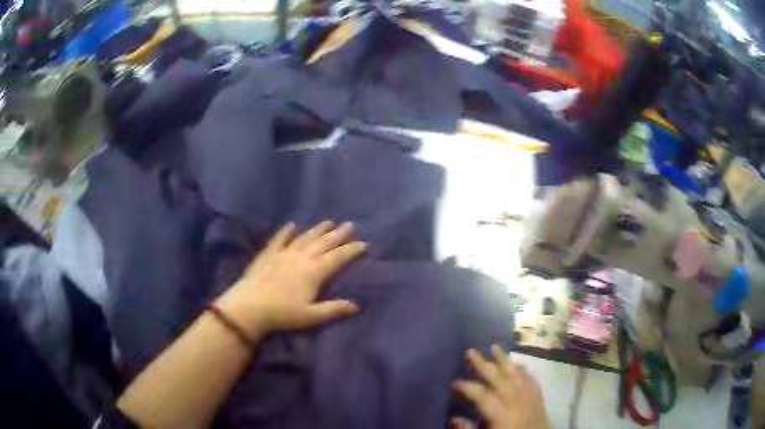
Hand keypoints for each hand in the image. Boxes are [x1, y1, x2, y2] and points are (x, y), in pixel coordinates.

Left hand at [217, 221, 366, 336]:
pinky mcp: (268, 254)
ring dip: (317, 229)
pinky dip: (286, 231)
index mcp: (314, 272)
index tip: (364, 243)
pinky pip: (279, 239)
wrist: (250, 307)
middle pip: (323, 243)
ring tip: (328, 221)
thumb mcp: (311, 316)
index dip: (352, 250)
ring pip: (305, 238)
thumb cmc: (282, 314)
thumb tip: (355, 305)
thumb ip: (333, 309)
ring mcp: (284, 253)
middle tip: (350, 224)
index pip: (337, 258)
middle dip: (338, 234)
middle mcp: (301, 258)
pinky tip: (291, 225)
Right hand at [452, 345, 549, 428]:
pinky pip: (533, 382)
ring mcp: (532, 401)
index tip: (455, 383)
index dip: (468, 387)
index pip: (483, 396)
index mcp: (503, 416)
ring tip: (495, 348)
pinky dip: (525, 372)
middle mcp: (519, 404)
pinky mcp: (541, 402)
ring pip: (519, 376)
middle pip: (501, 380)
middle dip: (485, 365)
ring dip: (506, 361)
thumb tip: (456, 418)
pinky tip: (519, 365)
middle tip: (471, 351)